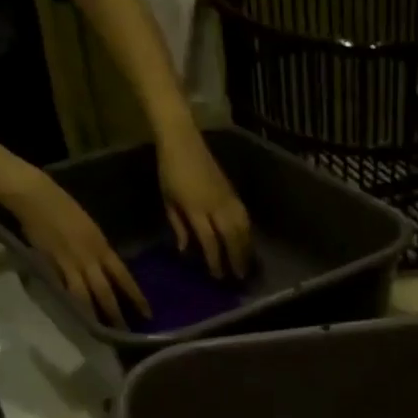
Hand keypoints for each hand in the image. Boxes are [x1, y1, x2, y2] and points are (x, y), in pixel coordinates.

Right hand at [3, 171, 148, 326]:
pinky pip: (63, 289)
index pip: (124, 278)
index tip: (147, 313)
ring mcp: (69, 264)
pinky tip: (76, 317)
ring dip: (94, 314)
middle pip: (106, 292)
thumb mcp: (91, 229)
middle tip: (126, 332)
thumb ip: (99, 250)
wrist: (36, 197)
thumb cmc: (65, 207)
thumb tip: (107, 268)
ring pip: (84, 296)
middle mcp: (89, 259)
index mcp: (102, 248)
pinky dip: (70, 304)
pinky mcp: (50, 266)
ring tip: (101, 331)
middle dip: (116, 313)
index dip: (136, 297)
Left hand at [158, 129, 251, 279]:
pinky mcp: (233, 193)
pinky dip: (248, 232)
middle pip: (231, 237)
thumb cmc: (169, 171)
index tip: (218, 276)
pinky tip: (248, 242)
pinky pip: (245, 217)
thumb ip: (178, 227)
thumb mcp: (168, 201)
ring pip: (243, 228)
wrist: (183, 140)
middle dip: (236, 258)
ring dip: (246, 248)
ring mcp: (227, 198)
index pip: (210, 240)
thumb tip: (185, 250)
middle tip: (240, 277)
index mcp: (195, 208)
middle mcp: (215, 205)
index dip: (215, 260)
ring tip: (248, 263)